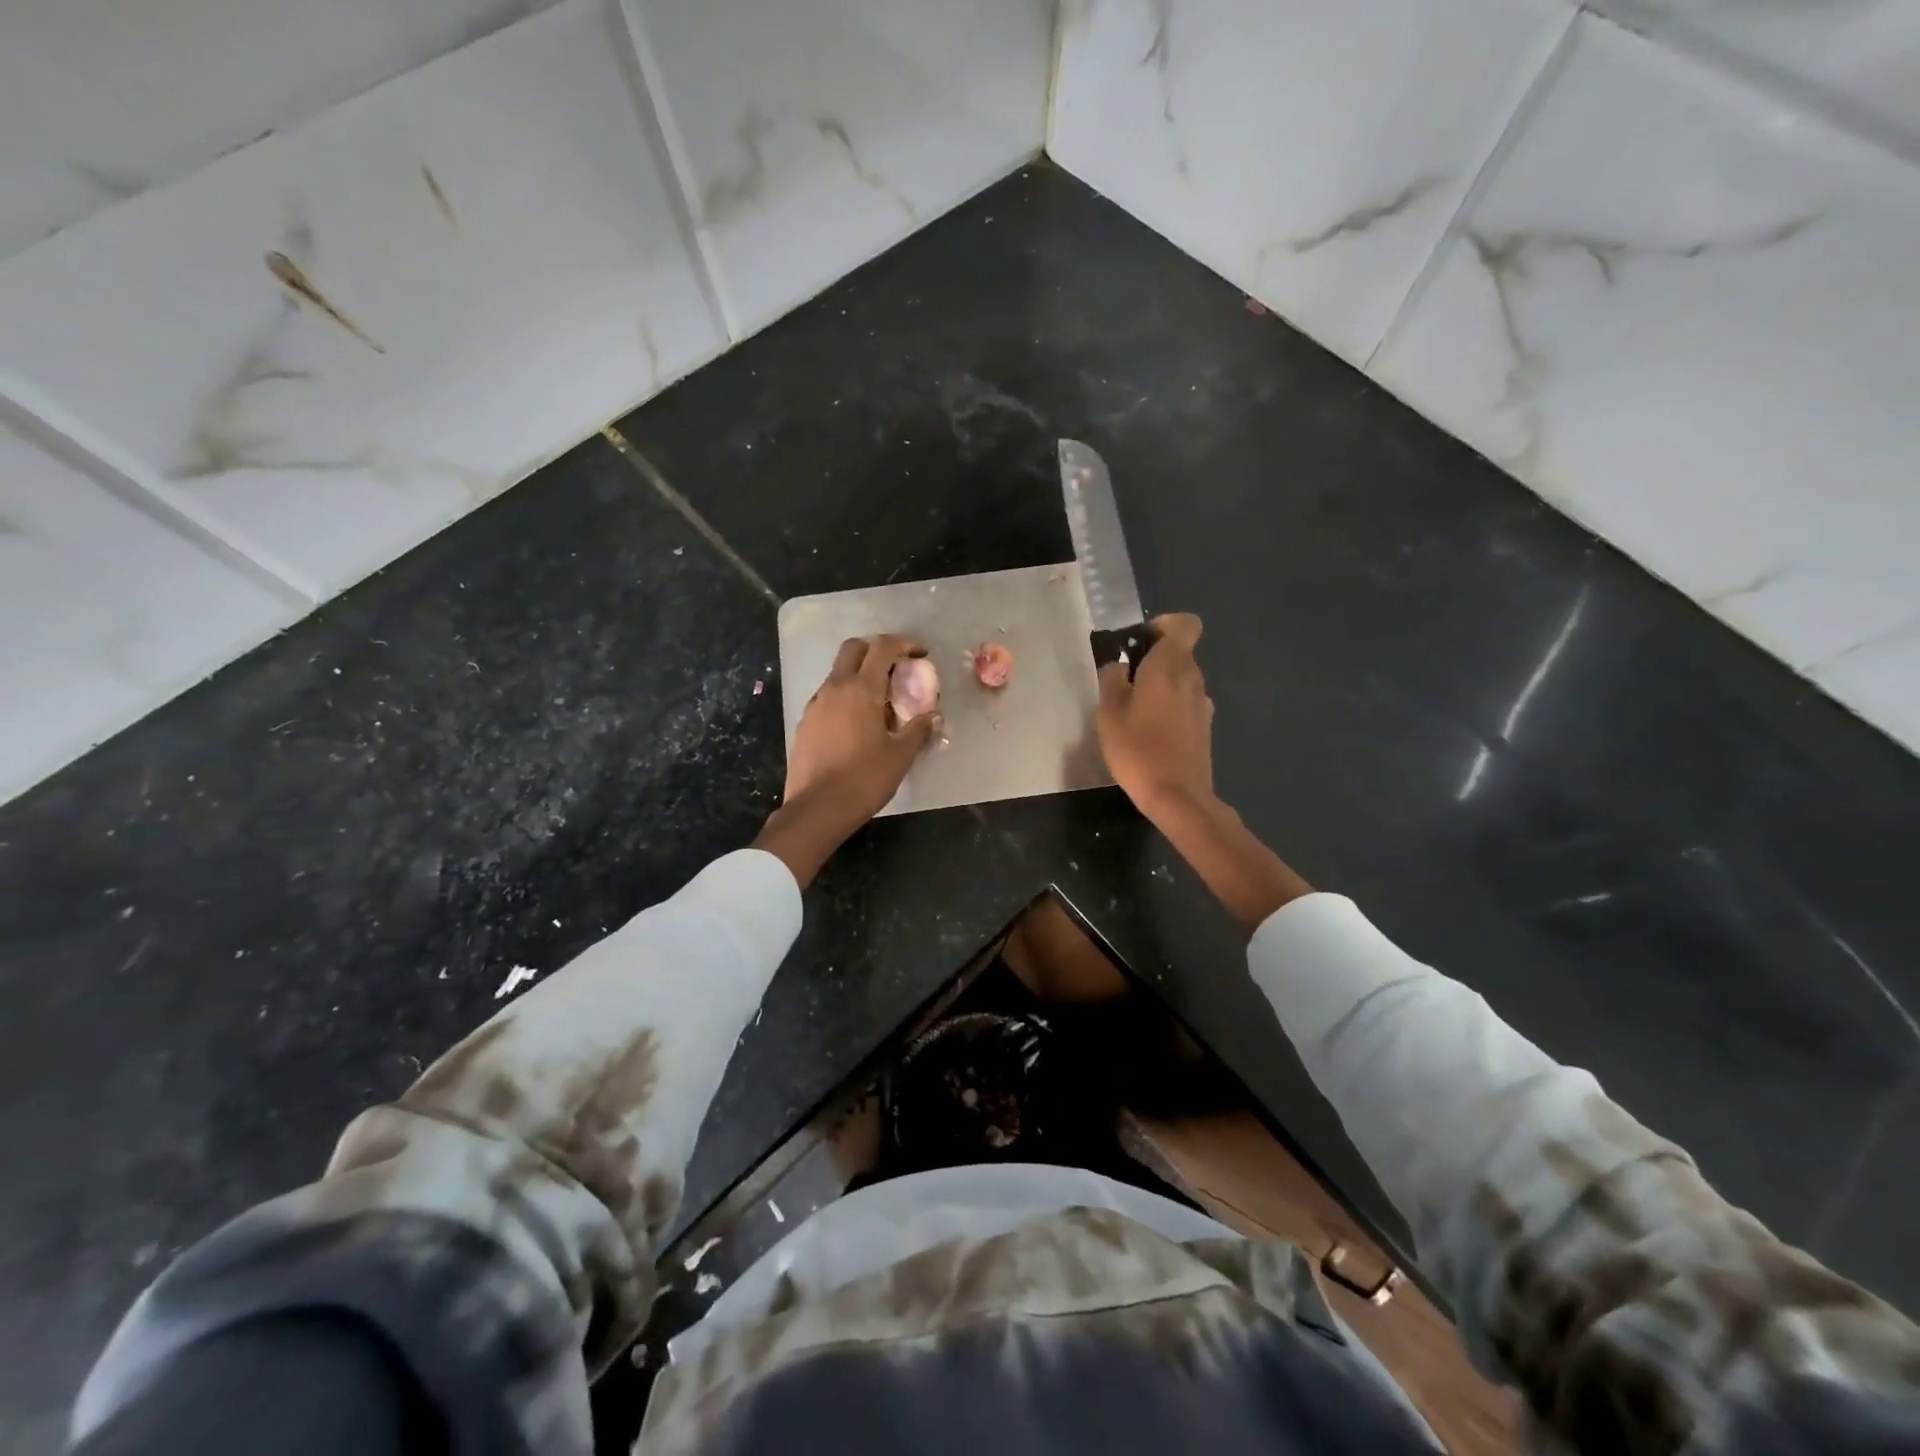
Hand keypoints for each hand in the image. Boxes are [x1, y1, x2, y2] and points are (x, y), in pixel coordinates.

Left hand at [754, 635, 937, 884]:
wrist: (817, 809)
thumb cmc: (864, 779)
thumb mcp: (900, 756)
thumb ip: (918, 730)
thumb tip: (932, 717)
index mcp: (861, 689)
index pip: (882, 647)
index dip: (904, 643)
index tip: (919, 655)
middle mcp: (835, 688)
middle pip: (853, 648)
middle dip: (876, 649)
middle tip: (896, 668)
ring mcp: (815, 704)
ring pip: (838, 673)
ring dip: (859, 675)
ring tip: (879, 701)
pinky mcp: (805, 722)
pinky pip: (828, 697)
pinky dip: (845, 697)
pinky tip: (857, 723)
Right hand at [1096, 612, 1309, 931]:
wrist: (1177, 796)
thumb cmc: (1138, 749)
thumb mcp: (1109, 713)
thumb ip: (1112, 680)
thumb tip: (1119, 664)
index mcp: (1171, 666)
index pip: (1184, 624)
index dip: (1163, 626)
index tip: (1140, 643)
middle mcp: (1193, 678)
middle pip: (1179, 653)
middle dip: (1154, 660)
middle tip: (1124, 682)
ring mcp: (1202, 704)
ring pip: (1182, 680)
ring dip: (1161, 686)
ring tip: (1133, 711)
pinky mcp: (1204, 727)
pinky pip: (1185, 704)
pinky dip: (1169, 708)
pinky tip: (1150, 732)